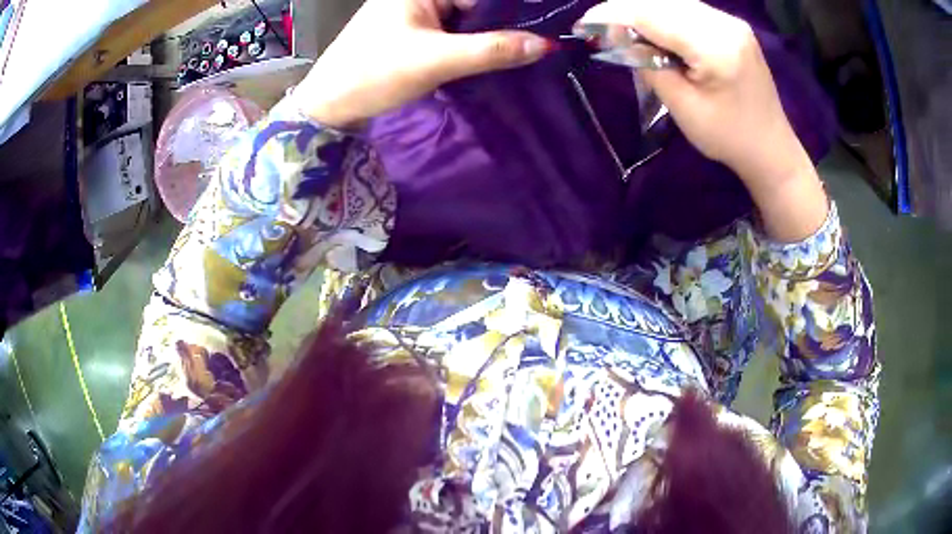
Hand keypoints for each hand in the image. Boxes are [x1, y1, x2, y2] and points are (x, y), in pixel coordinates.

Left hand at [295, 0, 550, 128]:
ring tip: (514, 58)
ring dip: (485, 40)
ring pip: (464, 21)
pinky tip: (485, 60)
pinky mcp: (410, 33)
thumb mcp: (436, 60)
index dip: (513, 13)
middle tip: (532, 51)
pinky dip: (467, 47)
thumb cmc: (374, 75)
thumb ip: (492, 50)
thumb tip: (545, 45)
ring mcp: (413, 13)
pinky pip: (450, 33)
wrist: (328, 106)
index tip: (544, 33)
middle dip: (500, 28)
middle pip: (474, 7)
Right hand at [579, 0, 827, 241]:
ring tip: (621, 29)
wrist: (771, 148)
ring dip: (642, 11)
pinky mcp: (731, 25)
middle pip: (661, 2)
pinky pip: (687, 9)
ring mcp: (730, 21)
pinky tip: (651, 30)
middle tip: (599, 28)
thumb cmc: (729, 137)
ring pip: (672, 2)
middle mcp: (725, 23)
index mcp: (716, 46)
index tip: (584, 24)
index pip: (652, 15)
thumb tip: (617, 37)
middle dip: (624, 10)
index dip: (613, 15)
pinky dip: (662, 15)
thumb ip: (648, 66)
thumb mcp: (683, 108)